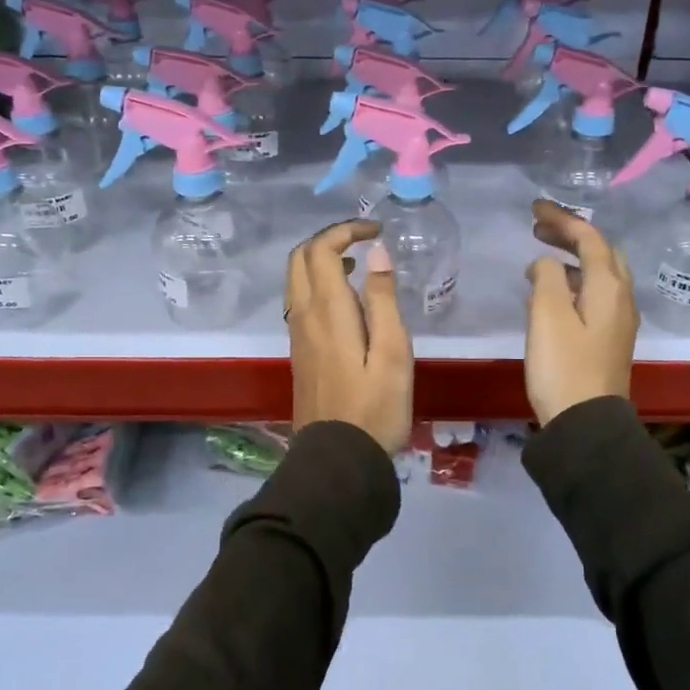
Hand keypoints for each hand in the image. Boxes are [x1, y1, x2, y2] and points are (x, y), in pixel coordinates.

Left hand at [286, 220, 412, 454]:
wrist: (338, 460)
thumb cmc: (375, 408)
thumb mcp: (393, 353)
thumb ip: (383, 299)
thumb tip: (377, 251)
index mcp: (327, 310)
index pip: (322, 249)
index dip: (346, 230)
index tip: (376, 230)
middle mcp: (304, 315)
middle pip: (299, 257)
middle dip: (329, 239)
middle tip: (363, 241)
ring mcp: (297, 334)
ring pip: (296, 279)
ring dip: (321, 260)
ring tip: (359, 266)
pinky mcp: (299, 351)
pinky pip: (300, 300)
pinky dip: (318, 283)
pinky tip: (347, 301)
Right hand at [523, 200, 637, 426]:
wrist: (586, 424)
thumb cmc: (563, 366)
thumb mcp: (547, 315)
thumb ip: (546, 277)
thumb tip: (545, 263)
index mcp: (609, 287)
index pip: (589, 238)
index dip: (563, 218)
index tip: (534, 208)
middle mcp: (621, 297)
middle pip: (601, 251)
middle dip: (571, 233)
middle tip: (538, 227)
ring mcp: (619, 319)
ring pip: (600, 272)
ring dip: (572, 256)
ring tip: (540, 254)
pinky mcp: (609, 337)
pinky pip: (595, 292)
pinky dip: (573, 279)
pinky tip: (551, 290)